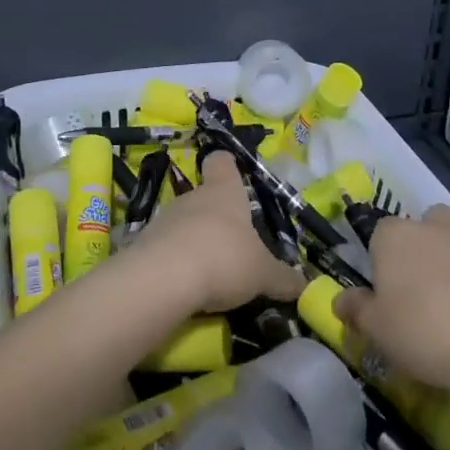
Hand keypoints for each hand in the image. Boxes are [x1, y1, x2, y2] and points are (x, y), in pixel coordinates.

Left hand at [129, 153, 305, 312]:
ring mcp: (165, 219)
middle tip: (234, 246)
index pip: (222, 162)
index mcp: (224, 192)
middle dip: (217, 218)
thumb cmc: (224, 259)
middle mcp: (192, 197)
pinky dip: (177, 263)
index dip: (228, 166)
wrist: (163, 279)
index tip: (235, 175)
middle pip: (205, 197)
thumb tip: (305, 286)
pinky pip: (166, 249)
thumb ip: (283, 279)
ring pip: (184, 224)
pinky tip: (187, 286)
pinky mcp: (144, 245)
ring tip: (212, 272)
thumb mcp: (263, 274)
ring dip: (196, 242)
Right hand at [333, 205, 449, 400]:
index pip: (380, 231)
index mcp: (395, 237)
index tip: (383, 287)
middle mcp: (433, 229)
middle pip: (426, 220)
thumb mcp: (376, 328)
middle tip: (419, 282)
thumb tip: (340, 300)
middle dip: (424, 240)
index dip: (381, 256)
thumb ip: (356, 309)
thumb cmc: (421, 331)